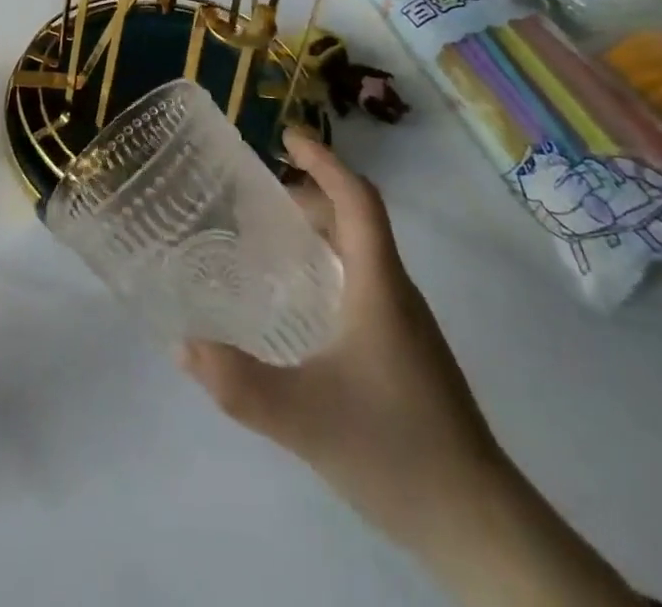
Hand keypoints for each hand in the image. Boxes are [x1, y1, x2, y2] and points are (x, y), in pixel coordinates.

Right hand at [177, 130, 501, 536]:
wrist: (480, 525)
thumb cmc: (397, 451)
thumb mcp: (305, 419)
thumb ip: (239, 384)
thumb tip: (182, 344)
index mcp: (379, 286)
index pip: (357, 200)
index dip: (325, 161)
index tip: (287, 136)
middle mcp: (396, 291)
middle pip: (358, 218)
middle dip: (312, 192)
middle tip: (259, 194)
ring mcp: (406, 322)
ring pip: (362, 250)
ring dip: (322, 227)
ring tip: (271, 238)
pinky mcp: (406, 349)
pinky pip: (364, 279)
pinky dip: (330, 262)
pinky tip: (302, 301)